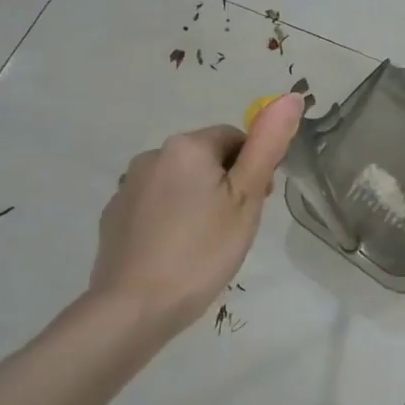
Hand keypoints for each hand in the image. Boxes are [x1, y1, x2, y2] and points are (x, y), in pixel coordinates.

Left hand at [88, 94, 303, 346]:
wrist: (135, 308)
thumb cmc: (202, 250)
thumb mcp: (246, 198)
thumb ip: (268, 146)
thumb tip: (291, 96)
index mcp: (187, 146)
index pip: (235, 139)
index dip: (253, 170)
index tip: (256, 205)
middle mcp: (152, 155)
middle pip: (206, 159)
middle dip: (226, 185)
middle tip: (236, 228)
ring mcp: (127, 186)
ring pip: (181, 183)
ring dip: (199, 201)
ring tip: (207, 244)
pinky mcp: (114, 216)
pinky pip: (155, 205)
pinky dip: (171, 219)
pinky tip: (177, 252)